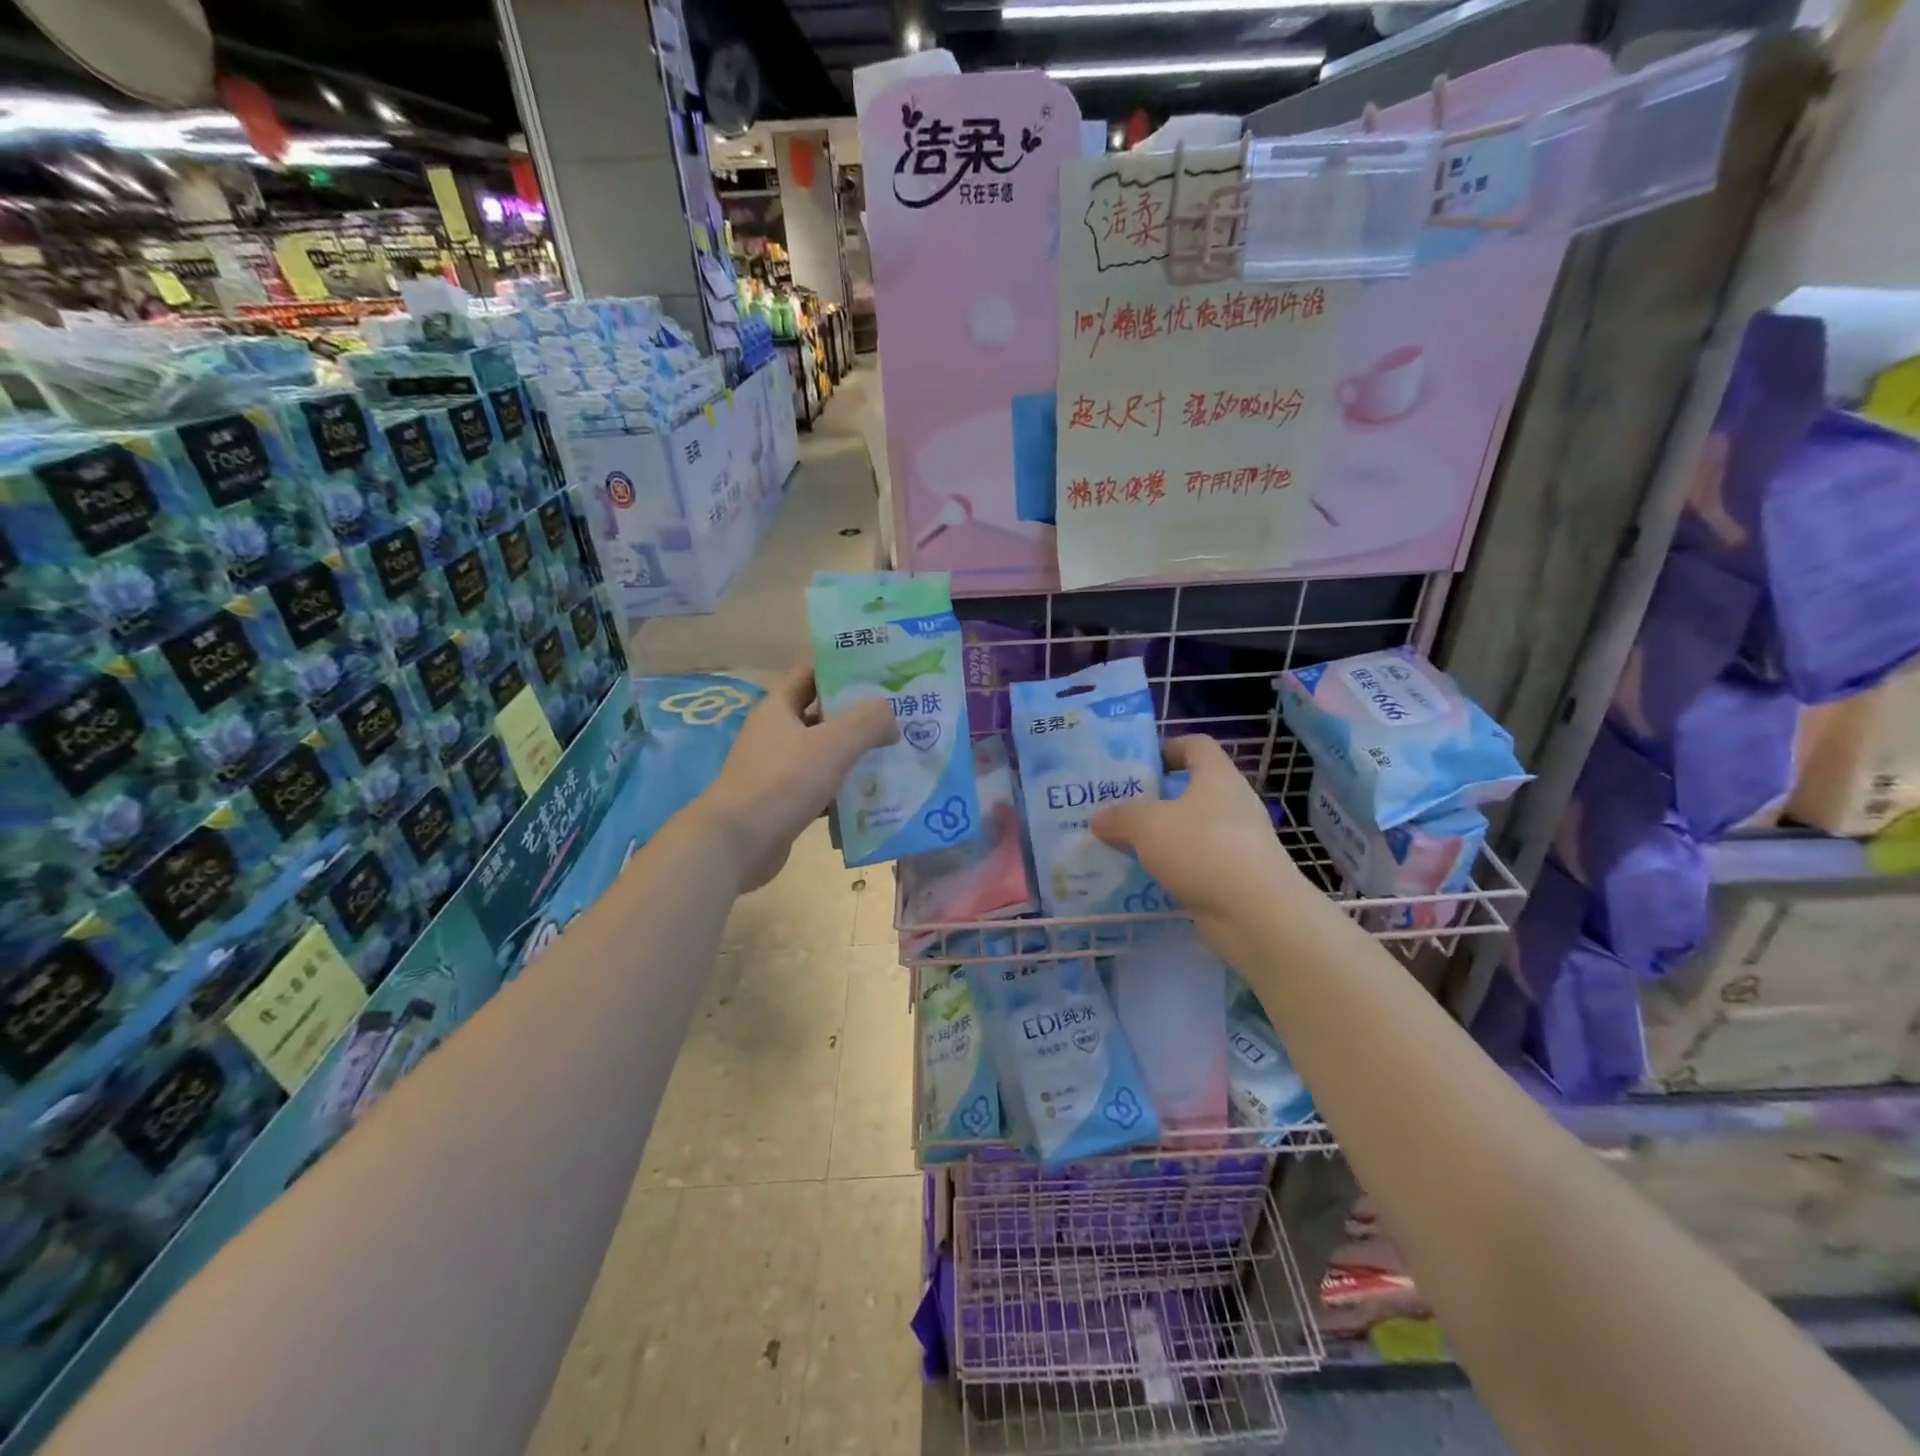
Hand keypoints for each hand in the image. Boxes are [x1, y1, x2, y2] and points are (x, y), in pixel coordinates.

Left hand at [696, 664, 897, 891]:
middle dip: (857, 715)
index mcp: (778, 708)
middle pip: (821, 714)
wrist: (735, 845)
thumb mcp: (832, 745)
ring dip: (853, 754)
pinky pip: (820, 787)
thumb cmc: (782, 783)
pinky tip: (872, 796)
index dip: (843, 669)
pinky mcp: (783, 801)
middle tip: (897, 716)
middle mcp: (775, 734)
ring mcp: (777, 769)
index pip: (811, 673)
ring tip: (893, 754)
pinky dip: (843, 789)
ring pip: (823, 753)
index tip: (879, 673)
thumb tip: (890, 714)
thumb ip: (867, 721)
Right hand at [1091, 735, 1302, 923]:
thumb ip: (1120, 817)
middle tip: (1120, 809)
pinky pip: (1198, 863)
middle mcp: (1233, 803)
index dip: (1168, 747)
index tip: (1139, 765)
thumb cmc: (1203, 849)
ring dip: (1163, 837)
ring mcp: (1239, 842)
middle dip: (1156, 798)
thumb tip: (1099, 819)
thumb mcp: (1147, 825)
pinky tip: (1148, 879)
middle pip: (1192, 789)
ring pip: (1193, 829)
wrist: (1256, 914)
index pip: (1196, 745)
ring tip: (1126, 846)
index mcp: (1217, 776)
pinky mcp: (1237, 876)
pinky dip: (1175, 868)